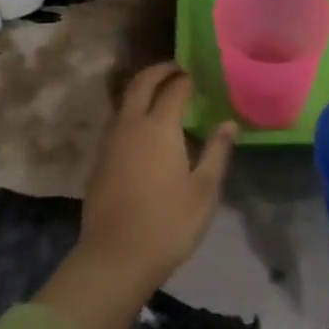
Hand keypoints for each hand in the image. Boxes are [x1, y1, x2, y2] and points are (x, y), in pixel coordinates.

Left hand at [35, 63, 234, 328]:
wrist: (115, 259)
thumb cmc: (168, 224)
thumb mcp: (204, 190)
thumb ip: (216, 152)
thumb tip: (229, 124)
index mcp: (159, 127)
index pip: (174, 89)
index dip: (186, 78)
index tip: (197, 74)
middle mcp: (130, 126)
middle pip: (141, 84)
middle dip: (158, 71)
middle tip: (176, 69)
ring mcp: (110, 143)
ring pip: (124, 103)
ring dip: (142, 91)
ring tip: (162, 96)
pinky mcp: (99, 162)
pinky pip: (117, 124)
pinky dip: (132, 114)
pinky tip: (145, 132)